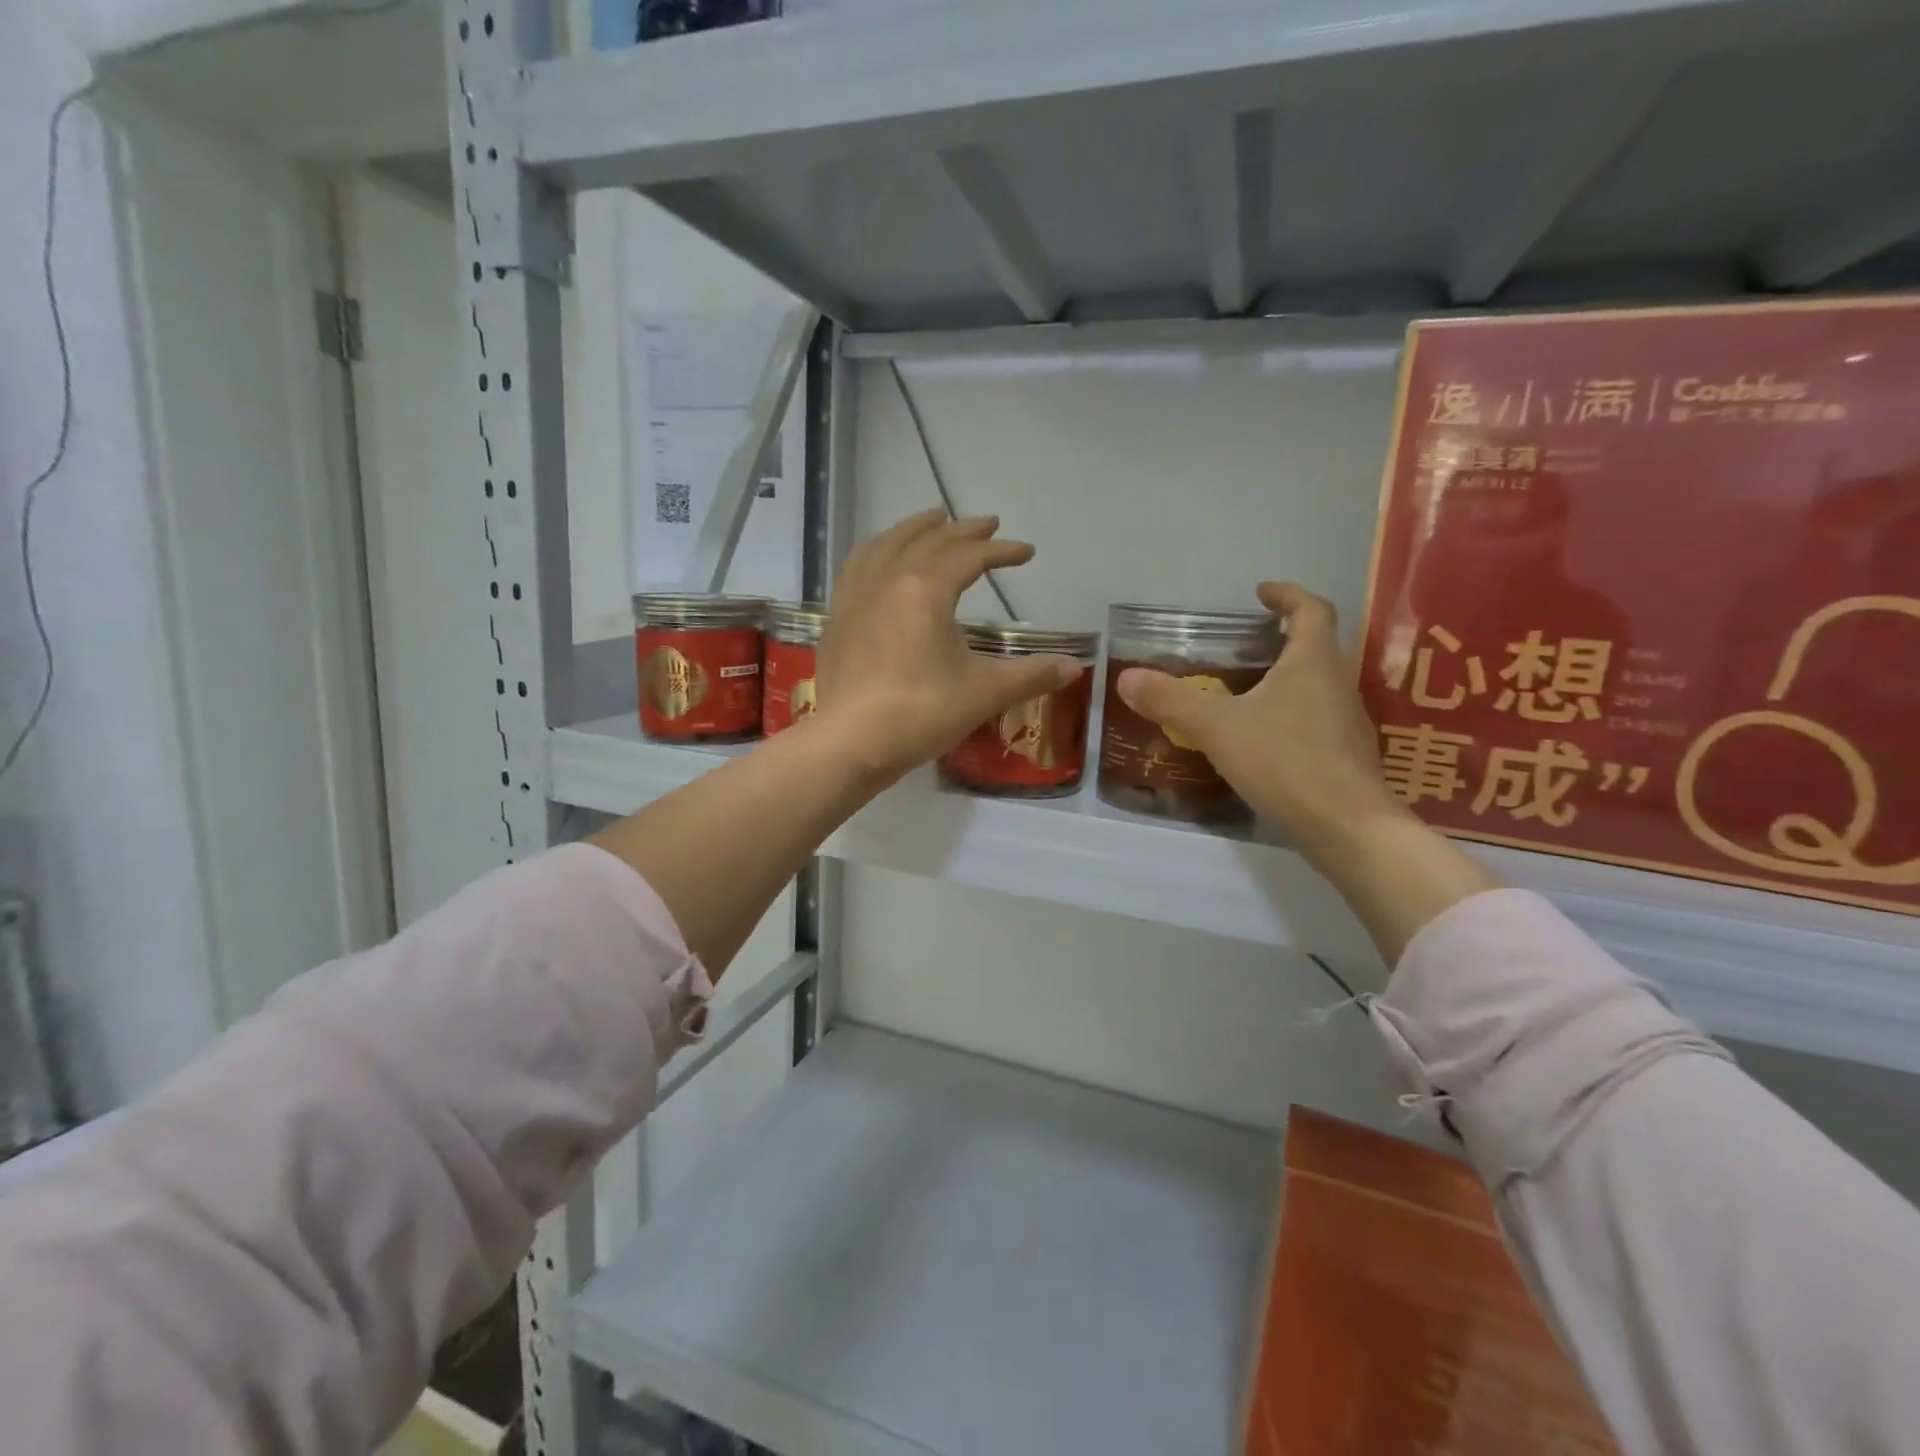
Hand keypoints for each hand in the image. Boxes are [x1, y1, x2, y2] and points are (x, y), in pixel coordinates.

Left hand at [813, 510, 1083, 785]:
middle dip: (962, 531)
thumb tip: (1075, 668)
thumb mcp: (984, 693)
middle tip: (987, 524)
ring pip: (886, 545)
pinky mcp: (837, 619)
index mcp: (925, 588)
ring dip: (914, 529)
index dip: (1002, 551)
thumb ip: (1031, 675)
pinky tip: (881, 561)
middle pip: (929, 541)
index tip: (1026, 551)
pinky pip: (858, 567)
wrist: (850, 743)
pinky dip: (877, 552)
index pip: (970, 557)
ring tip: (932, 521)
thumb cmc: (921, 712)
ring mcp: (856, 597)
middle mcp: (888, 579)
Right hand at [1115, 583, 1411, 866]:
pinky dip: (1291, 715)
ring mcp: (1348, 722)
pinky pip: (1317, 720)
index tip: (1261, 593)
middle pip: (1317, 646)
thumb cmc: (1286, 761)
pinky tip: (1264, 740)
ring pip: (1318, 685)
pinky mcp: (1347, 756)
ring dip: (1288, 678)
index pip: (1311, 609)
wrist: (1348, 828)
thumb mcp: (1217, 727)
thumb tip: (1126, 678)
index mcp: (1313, 662)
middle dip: (1283, 638)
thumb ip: (1171, 701)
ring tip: (1248, 692)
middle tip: (1246, 645)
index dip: (1288, 595)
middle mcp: (1338, 683)